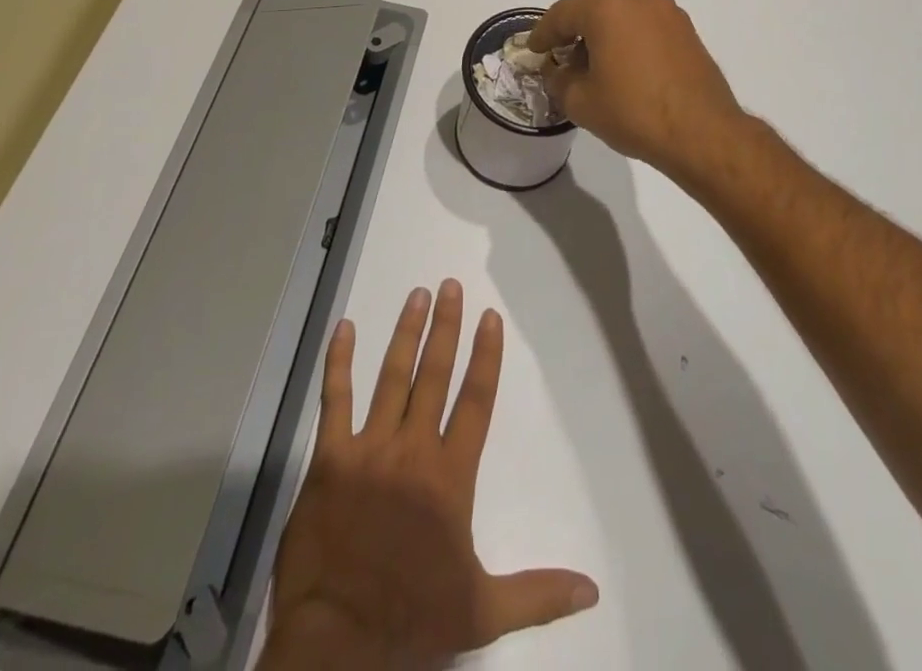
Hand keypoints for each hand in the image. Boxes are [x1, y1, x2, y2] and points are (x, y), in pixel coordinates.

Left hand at [261, 281, 598, 670]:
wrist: (335, 644)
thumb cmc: (410, 622)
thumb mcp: (481, 612)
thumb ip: (537, 593)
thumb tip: (592, 589)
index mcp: (450, 477)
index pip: (476, 401)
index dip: (485, 356)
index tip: (489, 317)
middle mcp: (413, 450)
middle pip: (434, 375)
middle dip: (445, 327)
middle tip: (450, 285)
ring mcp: (369, 449)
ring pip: (391, 377)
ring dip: (405, 333)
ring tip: (417, 295)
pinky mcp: (329, 459)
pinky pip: (335, 401)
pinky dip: (338, 364)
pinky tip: (344, 329)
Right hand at [528, 0, 747, 180]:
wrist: (702, 131)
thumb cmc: (633, 111)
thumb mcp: (581, 101)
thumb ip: (559, 80)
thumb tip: (558, 72)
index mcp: (604, 4)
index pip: (561, 14)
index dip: (543, 34)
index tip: (534, 50)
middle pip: (592, 4)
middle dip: (574, 26)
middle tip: (561, 53)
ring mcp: (665, 8)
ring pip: (621, 10)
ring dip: (603, 29)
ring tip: (593, 62)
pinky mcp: (685, 27)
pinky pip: (644, 22)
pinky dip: (628, 35)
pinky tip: (623, 64)